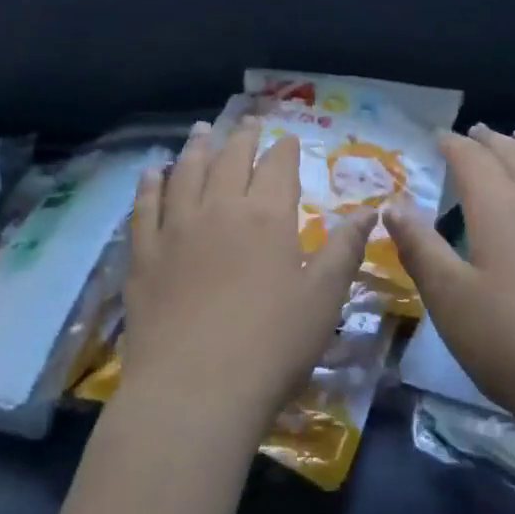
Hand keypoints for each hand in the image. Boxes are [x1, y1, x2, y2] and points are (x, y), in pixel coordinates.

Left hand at [118, 117, 377, 435]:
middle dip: (242, 138)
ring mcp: (176, 229)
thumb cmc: (271, 346)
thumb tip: (369, 211)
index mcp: (267, 216)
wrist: (194, 390)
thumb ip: (344, 249)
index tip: (286, 139)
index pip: (277, 166)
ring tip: (202, 131)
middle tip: (247, 123)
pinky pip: (145, 206)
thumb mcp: (323, 299)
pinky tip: (152, 171)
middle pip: (230, 159)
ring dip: (196, 148)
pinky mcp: (144, 254)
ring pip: (186, 172)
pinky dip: (150, 184)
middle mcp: (219, 208)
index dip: (284, 149)